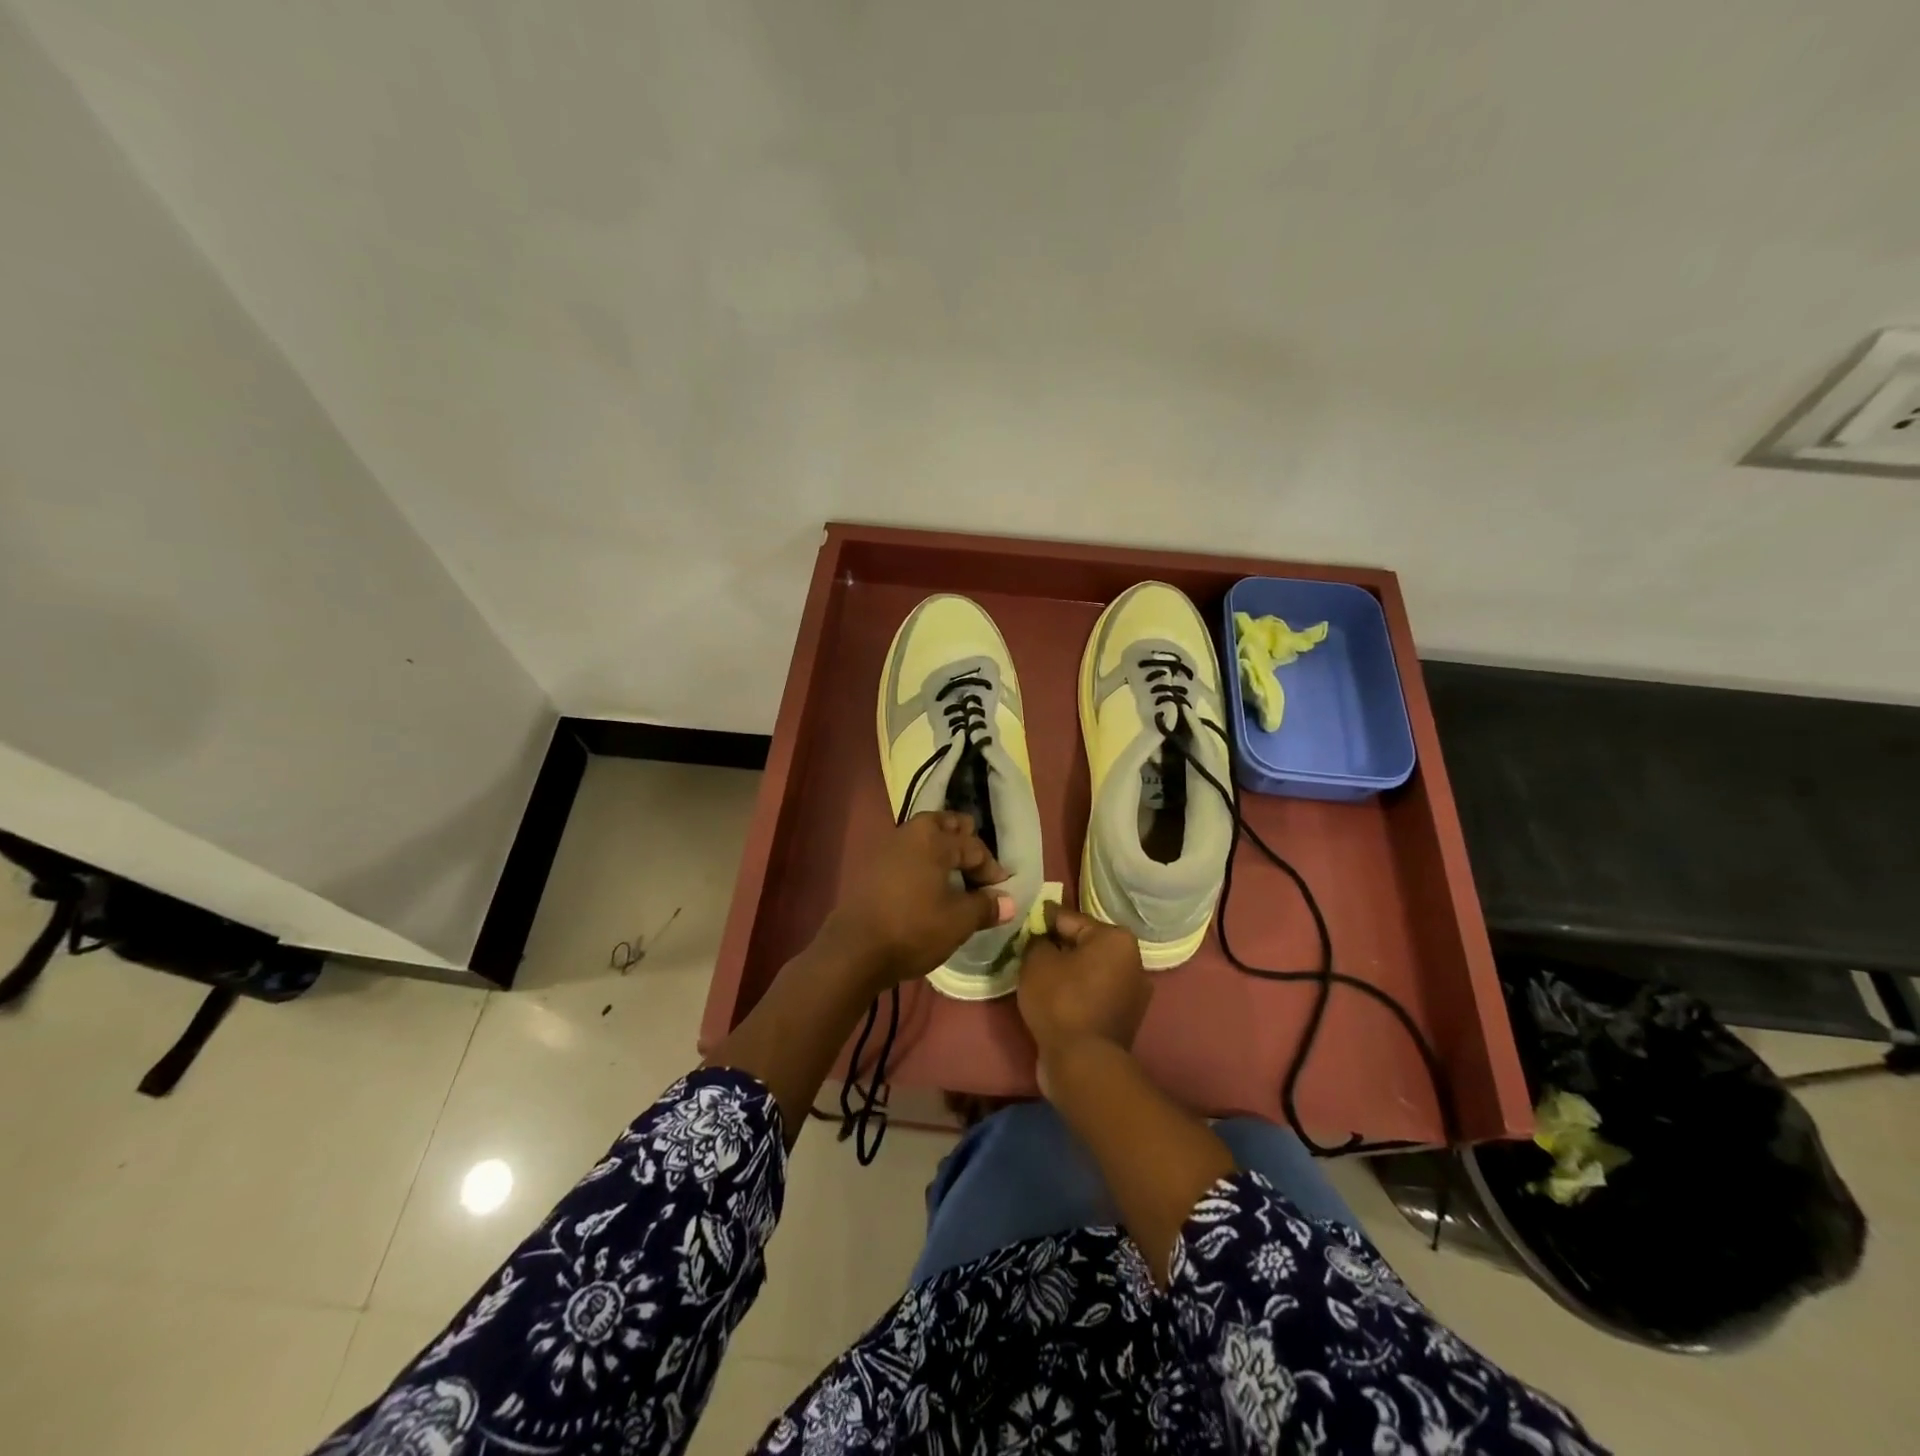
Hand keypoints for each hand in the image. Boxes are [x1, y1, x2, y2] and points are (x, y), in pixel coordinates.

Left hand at [820, 812, 1013, 990]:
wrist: (854, 950)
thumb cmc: (913, 928)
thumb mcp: (959, 921)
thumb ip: (986, 906)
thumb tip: (1008, 902)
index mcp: (934, 837)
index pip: (974, 846)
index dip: (991, 869)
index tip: (1000, 892)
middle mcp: (910, 832)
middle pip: (947, 825)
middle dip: (966, 843)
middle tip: (977, 872)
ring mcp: (887, 846)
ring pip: (925, 837)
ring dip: (943, 852)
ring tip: (955, 880)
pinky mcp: (872, 865)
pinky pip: (908, 853)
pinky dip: (923, 863)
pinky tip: (927, 888)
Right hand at [1017, 905, 1151, 1057]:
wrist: (1083, 1064)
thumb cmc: (1061, 1002)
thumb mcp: (1037, 961)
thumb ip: (1037, 940)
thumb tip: (1042, 939)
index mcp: (1116, 939)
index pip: (1070, 918)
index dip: (1043, 919)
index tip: (1024, 919)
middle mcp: (1133, 961)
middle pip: (1084, 944)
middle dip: (1057, 945)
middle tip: (1028, 948)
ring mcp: (1133, 993)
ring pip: (1089, 970)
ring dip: (1067, 970)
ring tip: (1038, 974)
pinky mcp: (1125, 1019)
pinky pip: (1093, 994)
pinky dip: (1076, 992)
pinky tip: (1054, 997)